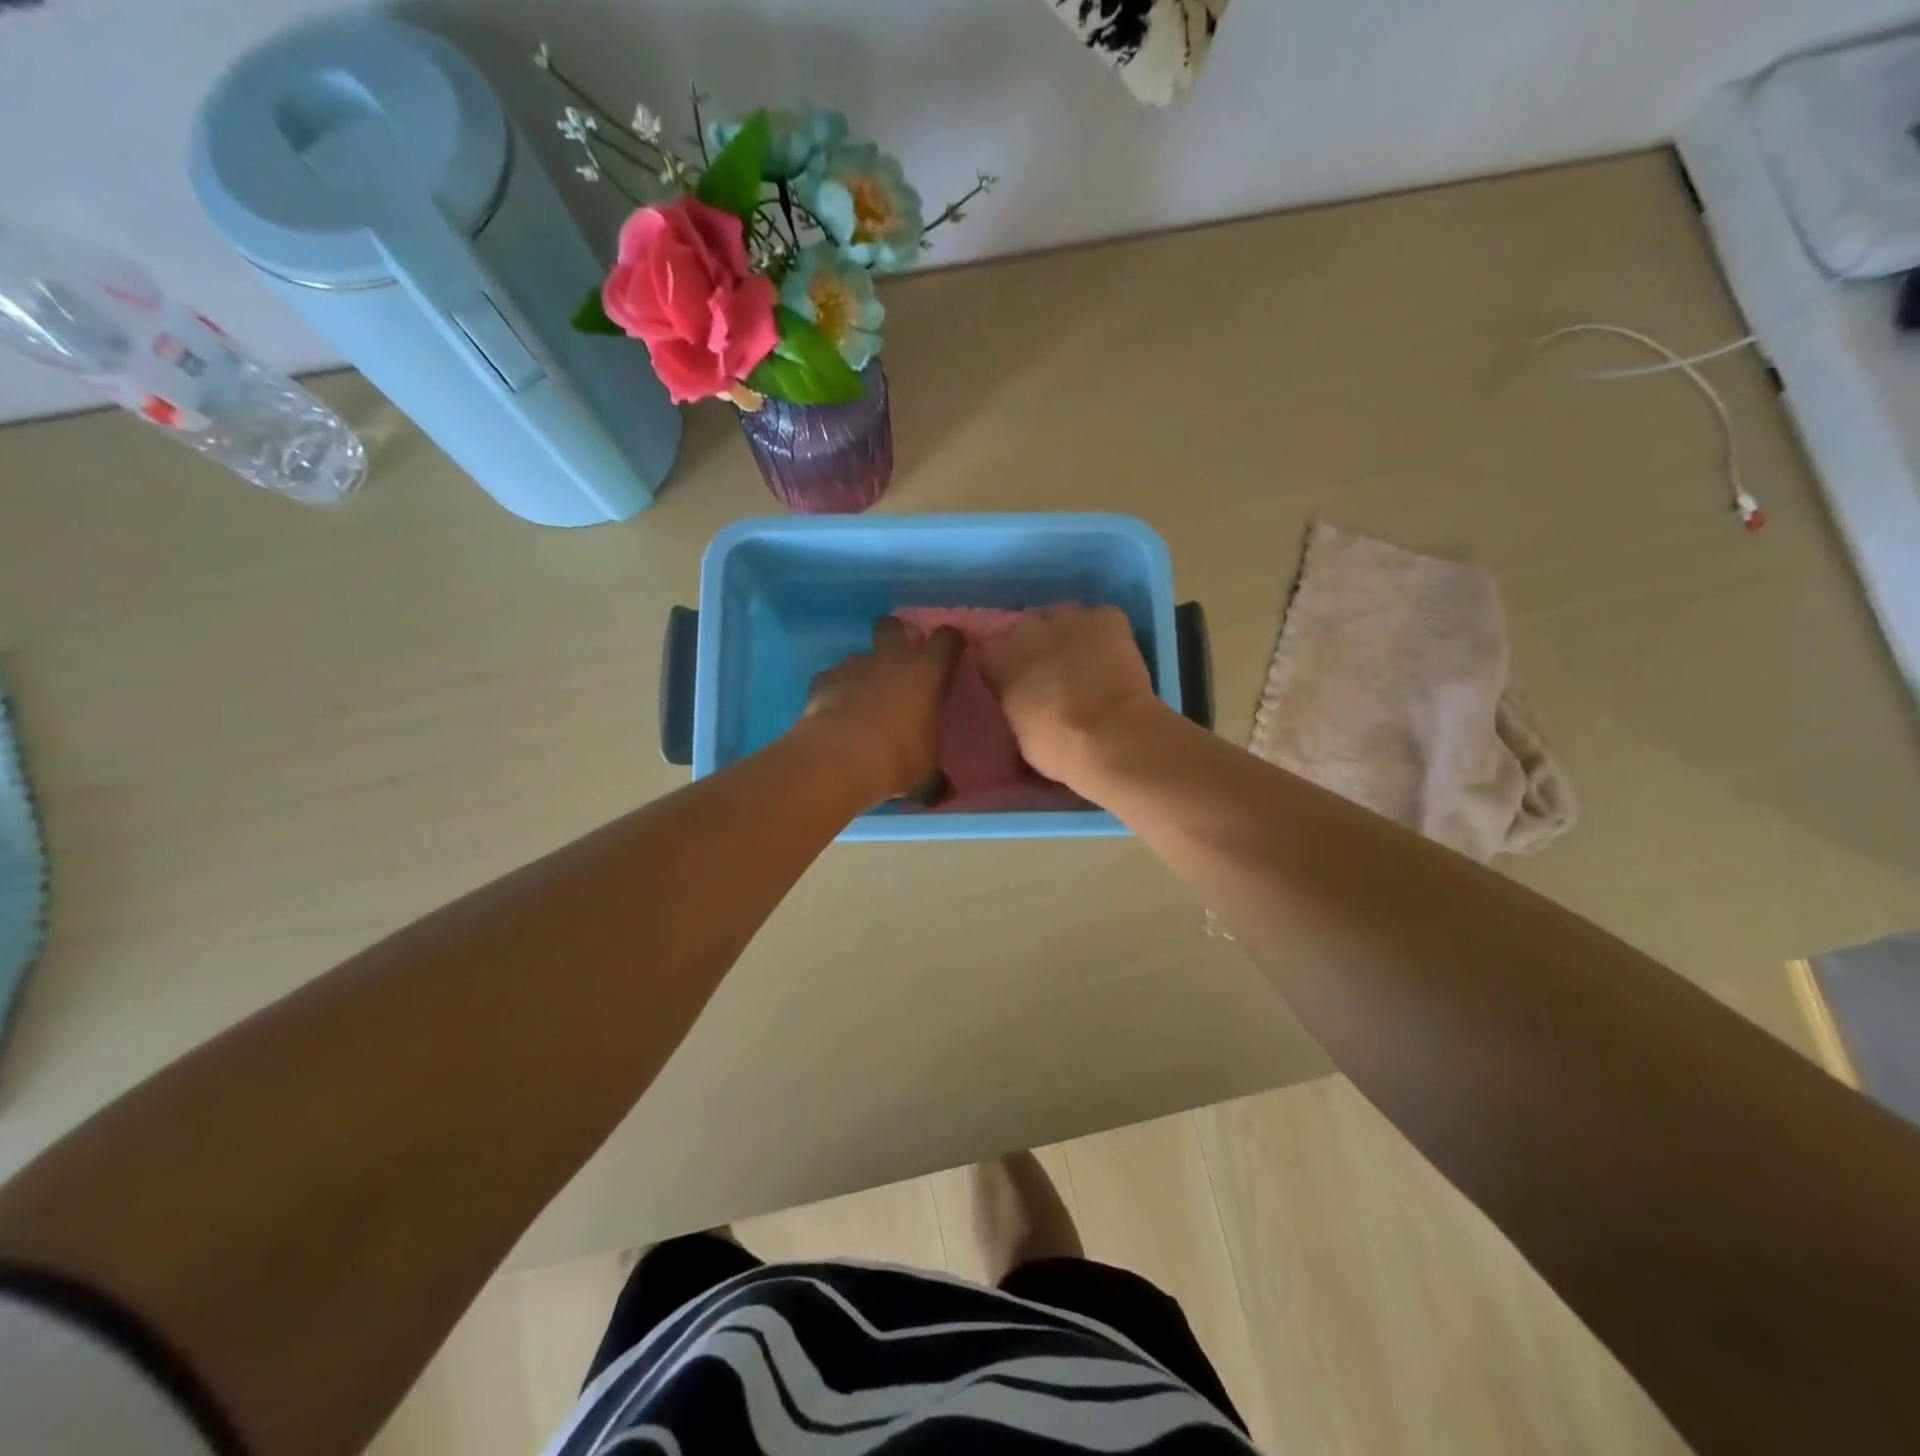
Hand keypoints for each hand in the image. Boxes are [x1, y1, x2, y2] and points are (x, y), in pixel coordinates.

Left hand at [802, 617, 963, 801]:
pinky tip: (833, 715)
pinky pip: (831, 679)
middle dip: (894, 635)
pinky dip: (834, 692)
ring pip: (859, 656)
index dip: (949, 641)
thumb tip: (944, 792)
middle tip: (896, 660)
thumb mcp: (926, 773)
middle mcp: (891, 660)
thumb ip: (936, 775)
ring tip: (859, 702)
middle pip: (892, 625)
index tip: (950, 650)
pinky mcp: (823, 679)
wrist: (840, 759)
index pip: (946, 639)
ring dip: (862, 672)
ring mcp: (854, 666)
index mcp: (926, 674)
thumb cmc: (898, 760)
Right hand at [977, 605, 1162, 787]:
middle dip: (1035, 648)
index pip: (989, 651)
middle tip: (1050, 676)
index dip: (1004, 667)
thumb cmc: (1057, 747)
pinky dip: (1103, 636)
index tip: (1015, 684)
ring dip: (1067, 637)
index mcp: (997, 658)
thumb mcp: (1019, 733)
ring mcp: (1068, 615)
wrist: (1112, 738)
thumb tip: (1023, 706)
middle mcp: (1026, 627)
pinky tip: (1112, 659)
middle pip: (1025, 629)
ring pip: (1062, 619)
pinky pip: (1100, 619)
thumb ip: (1015, 706)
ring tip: (1084, 664)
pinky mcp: (1107, 615)